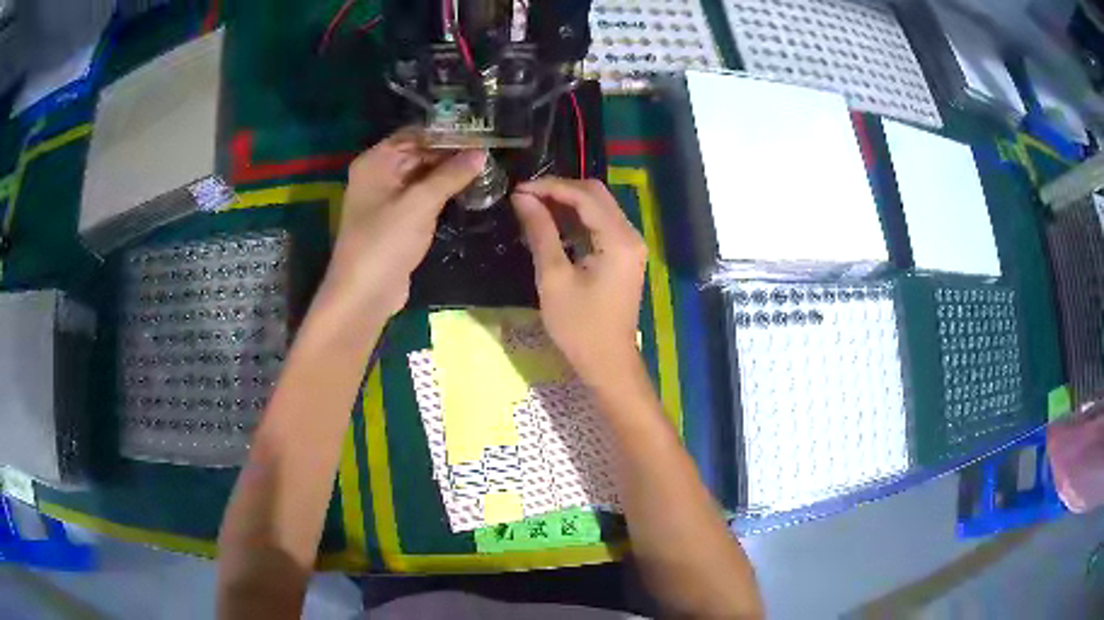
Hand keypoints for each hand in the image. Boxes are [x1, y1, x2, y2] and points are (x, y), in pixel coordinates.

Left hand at [326, 132, 485, 314]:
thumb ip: (451, 175)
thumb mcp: (420, 203)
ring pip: (423, 176)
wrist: (365, 294)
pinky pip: (421, 197)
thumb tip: (481, 153)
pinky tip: (468, 191)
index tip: (481, 134)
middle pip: (419, 153)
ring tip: (486, 169)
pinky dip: (441, 193)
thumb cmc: (386, 241)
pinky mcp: (396, 220)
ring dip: (449, 174)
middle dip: (451, 154)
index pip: (415, 134)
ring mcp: (386, 198)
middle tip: (489, 154)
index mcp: (376, 161)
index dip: (447, 133)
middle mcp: (379, 174)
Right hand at [511, 178, 647, 383]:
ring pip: (599, 207)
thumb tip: (523, 198)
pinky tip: (552, 222)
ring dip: (567, 202)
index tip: (519, 190)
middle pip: (596, 194)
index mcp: (618, 239)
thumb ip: (541, 232)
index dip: (550, 187)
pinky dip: (577, 219)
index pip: (584, 195)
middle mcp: (630, 235)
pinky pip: (601, 224)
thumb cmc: (579, 326)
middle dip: (559, 190)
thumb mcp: (553, 278)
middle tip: (525, 197)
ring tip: (532, 206)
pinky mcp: (624, 255)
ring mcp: (630, 245)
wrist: (608, 362)